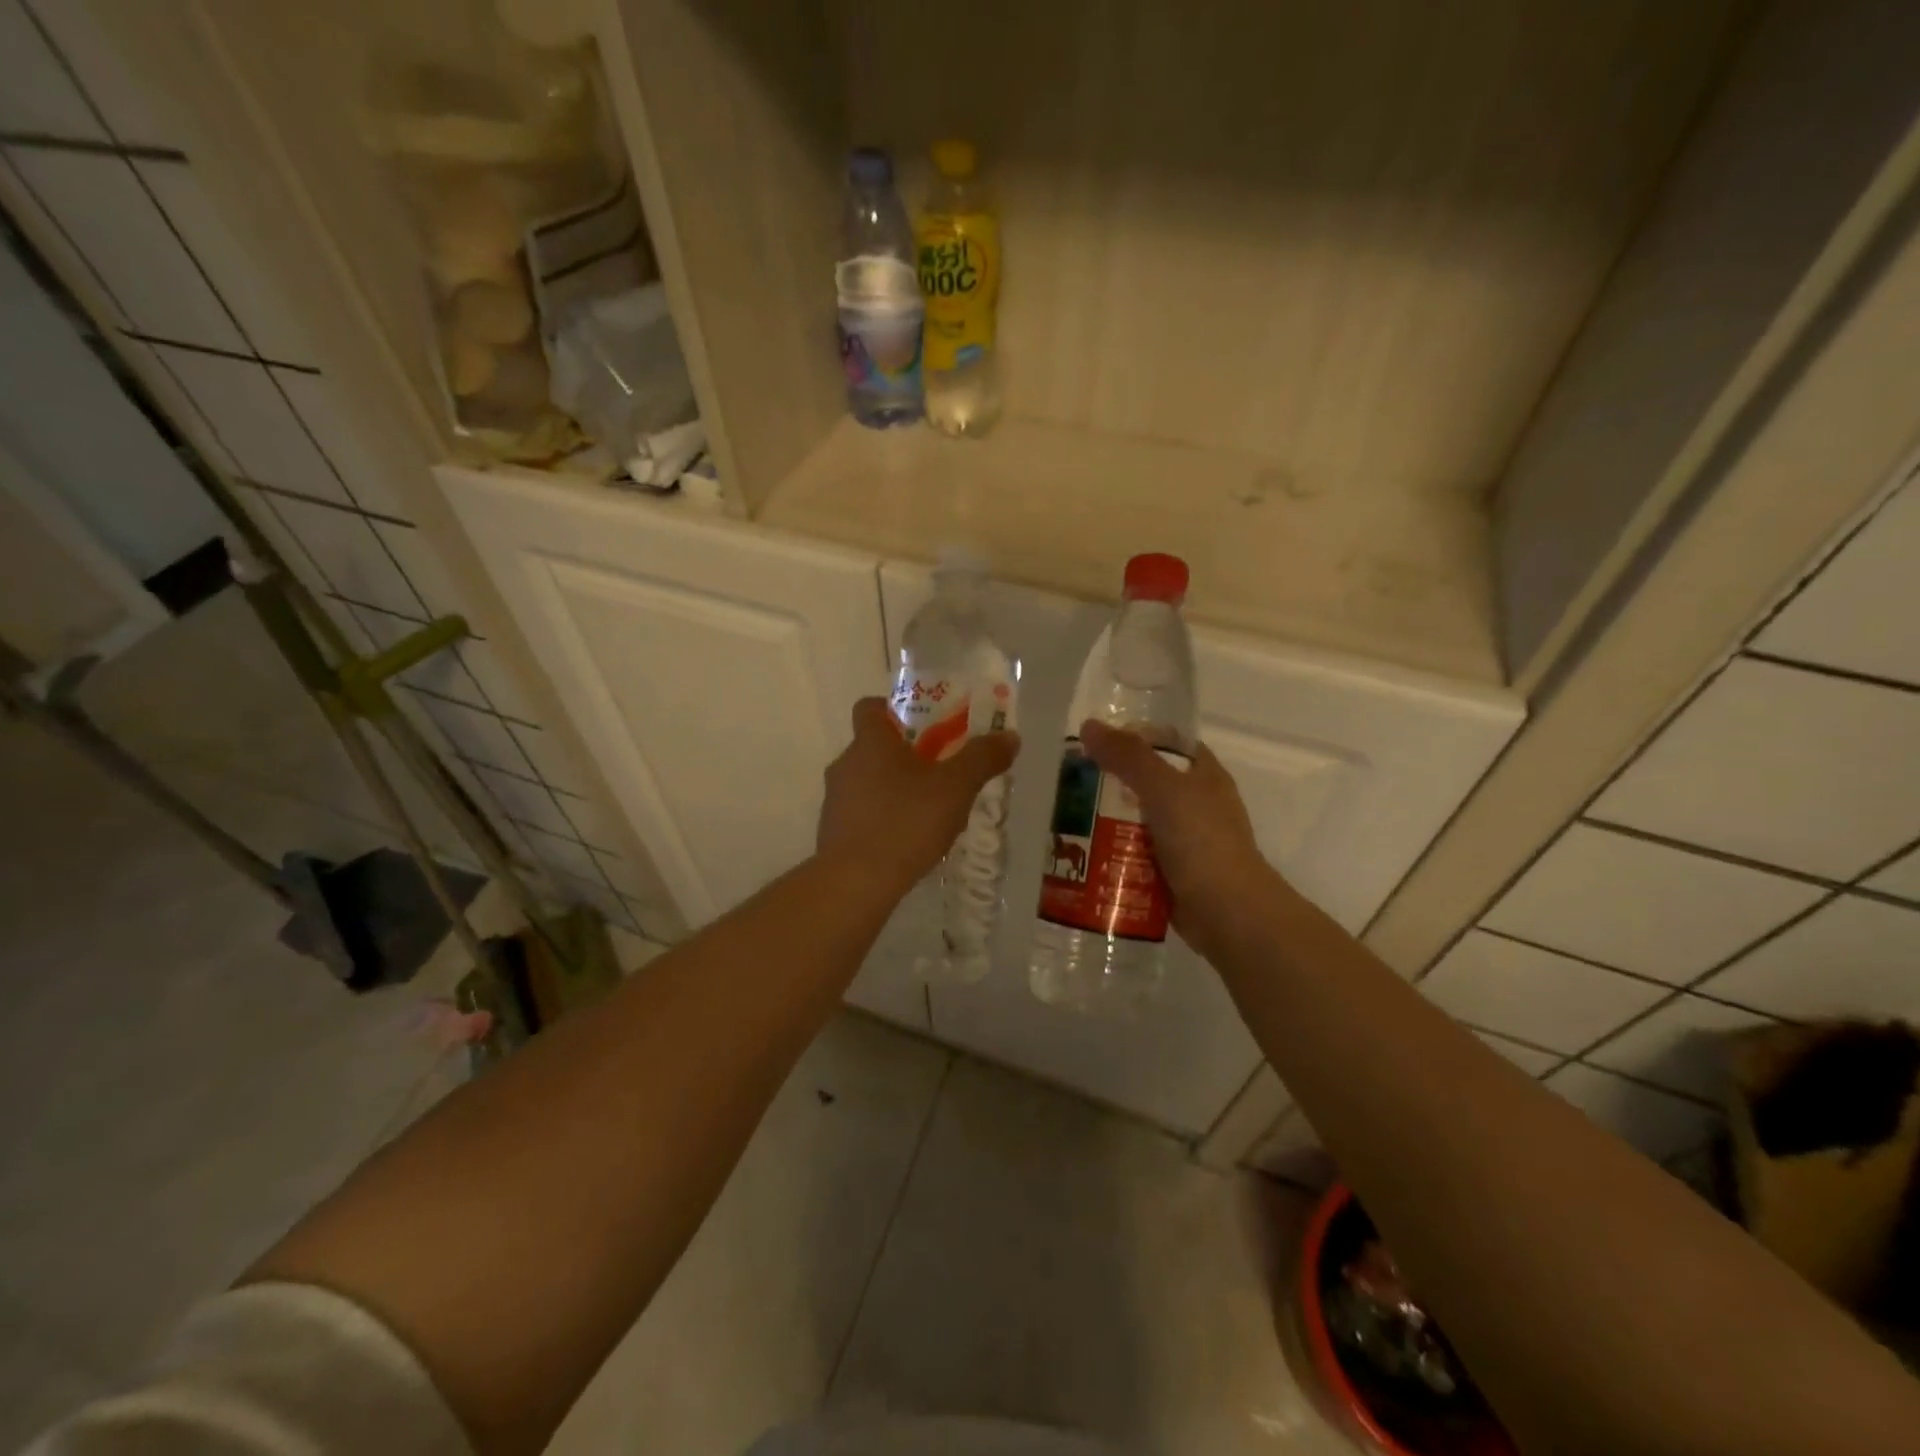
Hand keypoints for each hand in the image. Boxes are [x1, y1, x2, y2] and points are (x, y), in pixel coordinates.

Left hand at [818, 698, 1018, 895]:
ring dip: (893, 788)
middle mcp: (845, 764)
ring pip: (867, 782)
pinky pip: (861, 813)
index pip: (869, 707)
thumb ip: (982, 758)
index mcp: (870, 742)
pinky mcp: (832, 833)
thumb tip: (1010, 736)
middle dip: (904, 754)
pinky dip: (882, 818)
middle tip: (939, 769)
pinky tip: (908, 840)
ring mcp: (835, 800)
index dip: (892, 708)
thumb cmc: (905, 822)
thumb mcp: (955, 788)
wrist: (855, 882)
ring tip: (928, 810)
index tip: (921, 723)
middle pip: (872, 747)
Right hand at [1078, 719, 1277, 961]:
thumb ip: (1128, 757)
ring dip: (1108, 821)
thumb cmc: (1201, 841)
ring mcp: (1185, 840)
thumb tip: (1089, 726)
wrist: (1228, 912)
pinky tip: (1086, 854)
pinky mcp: (1172, 872)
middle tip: (1071, 784)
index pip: (1168, 743)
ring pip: (1138, 821)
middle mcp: (1196, 804)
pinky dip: (1114, 853)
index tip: (1096, 742)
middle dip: (1110, 783)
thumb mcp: (1163, 789)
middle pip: (1146, 783)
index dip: (1135, 737)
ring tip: (1070, 820)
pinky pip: (1136, 854)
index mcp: (1204, 776)